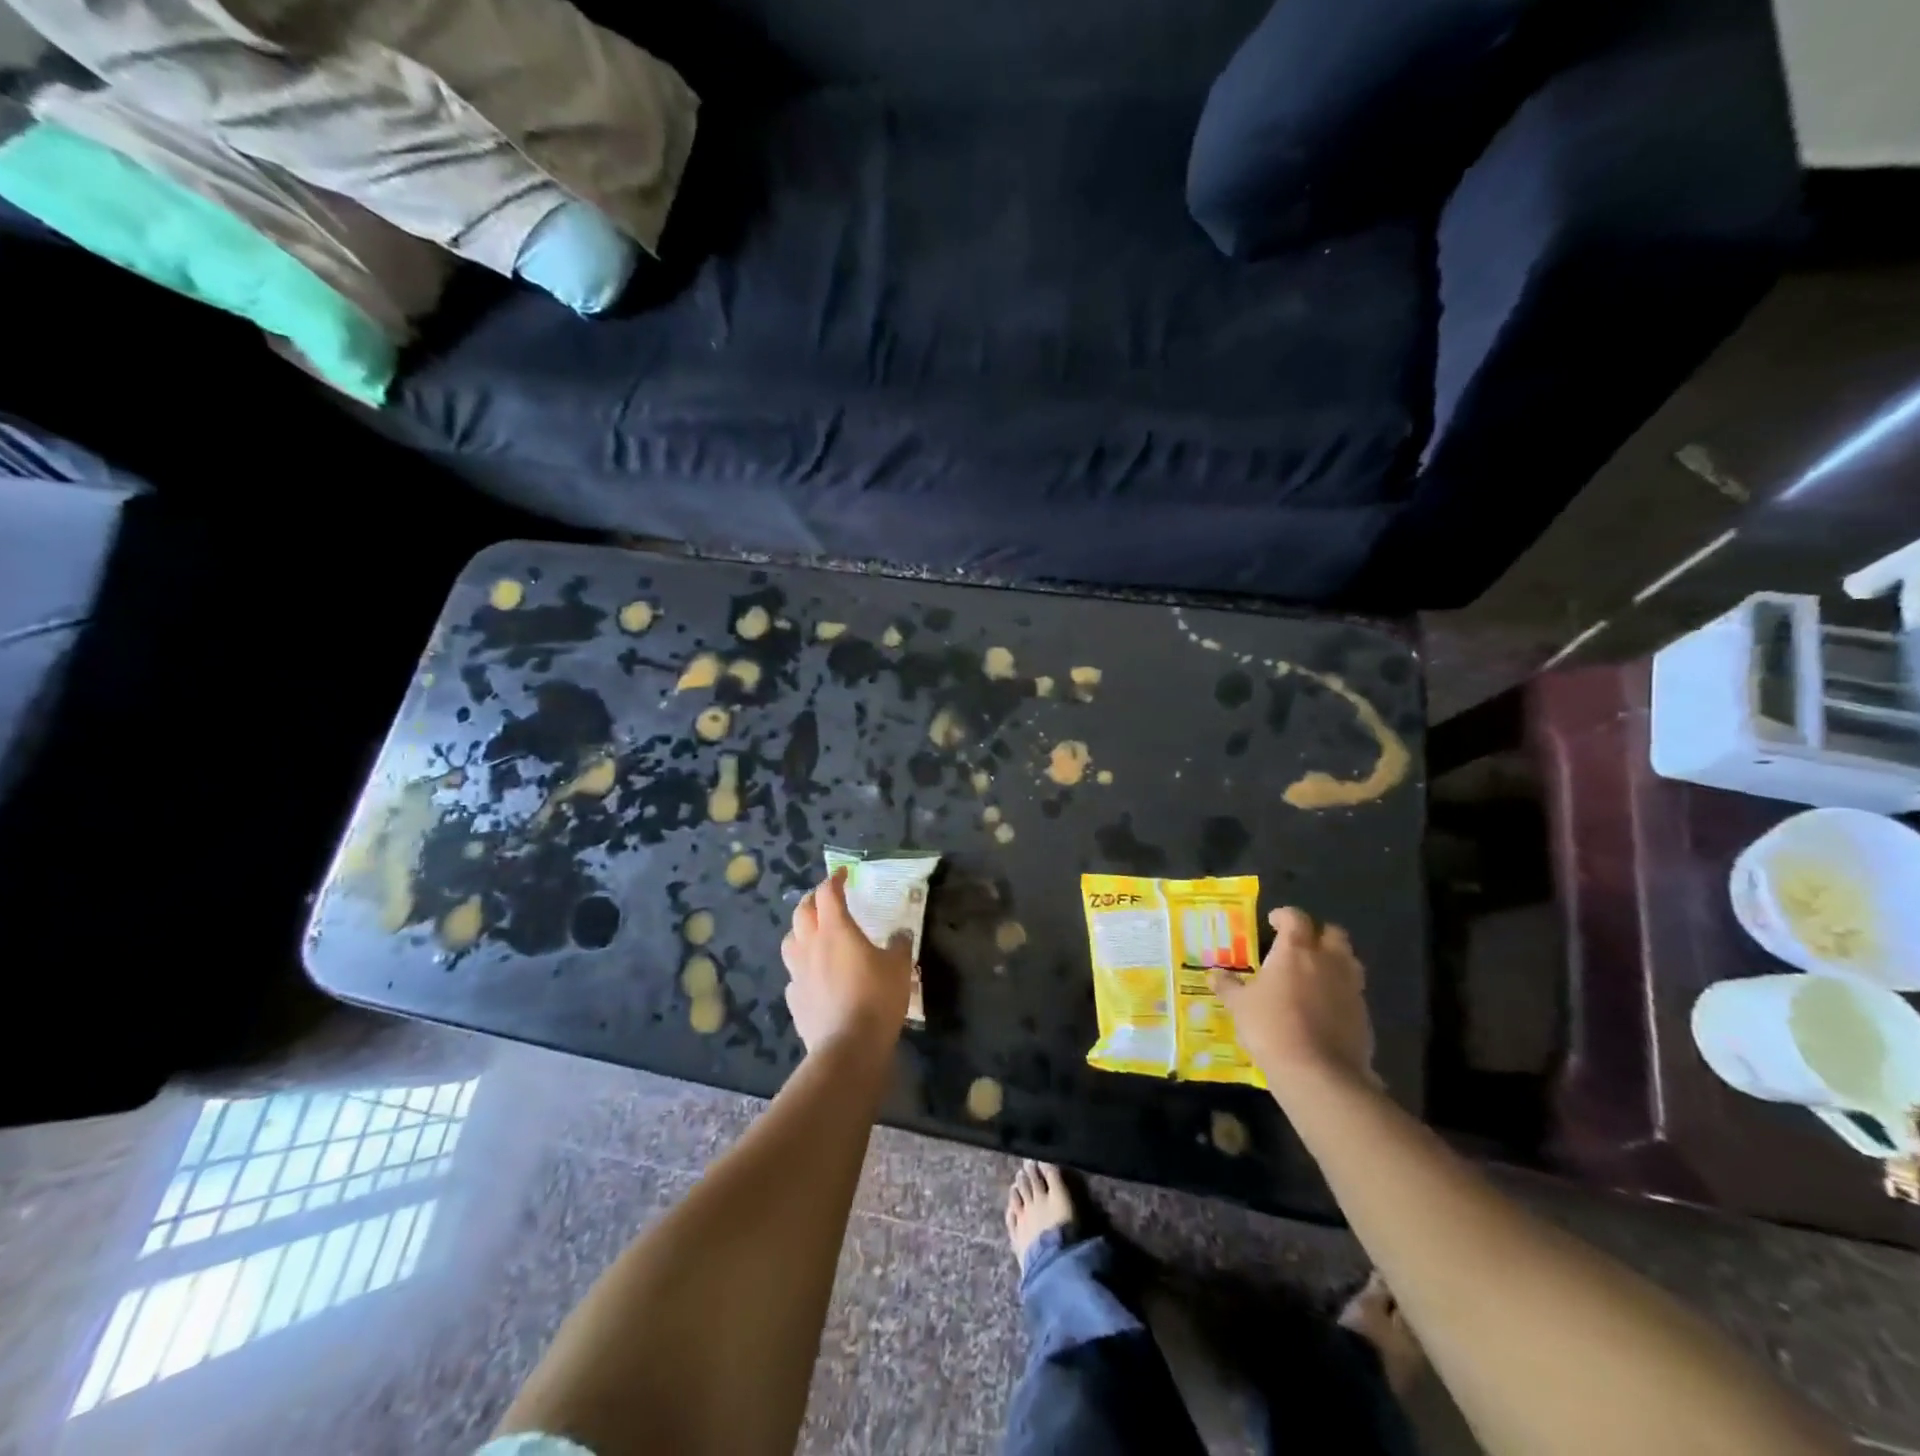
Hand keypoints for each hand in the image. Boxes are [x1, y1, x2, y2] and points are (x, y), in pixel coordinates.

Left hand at [780, 868, 913, 1054]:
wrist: (848, 1046)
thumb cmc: (877, 998)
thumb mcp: (900, 967)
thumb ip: (899, 946)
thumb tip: (900, 934)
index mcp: (836, 930)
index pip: (828, 893)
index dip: (834, 880)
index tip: (844, 874)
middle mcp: (811, 945)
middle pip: (802, 911)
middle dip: (813, 900)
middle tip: (826, 899)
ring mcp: (798, 973)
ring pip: (790, 941)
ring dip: (800, 931)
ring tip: (813, 934)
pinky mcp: (794, 999)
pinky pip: (794, 975)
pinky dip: (803, 968)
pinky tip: (814, 976)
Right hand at [1212, 907, 1376, 1093]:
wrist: (1317, 1072)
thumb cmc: (1271, 1027)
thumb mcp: (1239, 1006)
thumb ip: (1228, 986)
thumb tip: (1214, 974)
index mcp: (1296, 950)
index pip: (1296, 918)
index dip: (1284, 916)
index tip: (1273, 922)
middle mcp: (1328, 961)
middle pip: (1333, 933)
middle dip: (1318, 934)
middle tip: (1300, 946)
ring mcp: (1350, 987)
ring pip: (1350, 961)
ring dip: (1335, 961)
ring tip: (1315, 974)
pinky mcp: (1364, 1015)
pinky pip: (1354, 992)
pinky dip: (1341, 992)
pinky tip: (1325, 1008)